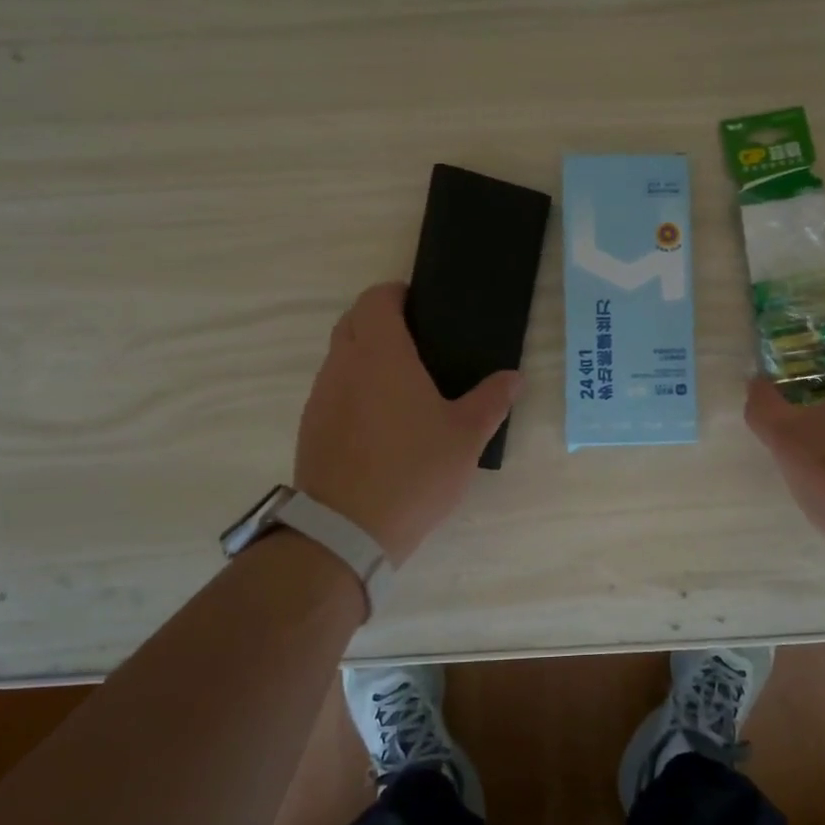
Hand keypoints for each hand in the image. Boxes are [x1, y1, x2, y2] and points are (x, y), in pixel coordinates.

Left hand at [295, 283, 521, 565]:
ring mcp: (321, 396)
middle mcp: (344, 365)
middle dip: (379, 318)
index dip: (396, 294)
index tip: (419, 305)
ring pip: (339, 355)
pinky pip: (331, 388)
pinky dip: (352, 385)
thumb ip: (491, 400)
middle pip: (353, 321)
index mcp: (382, 355)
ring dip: (363, 353)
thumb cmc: (413, 472)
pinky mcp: (310, 425)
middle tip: (416, 340)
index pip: (376, 299)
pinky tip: (377, 419)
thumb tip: (514, 377)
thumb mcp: (466, 437)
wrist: (347, 530)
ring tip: (400, 381)